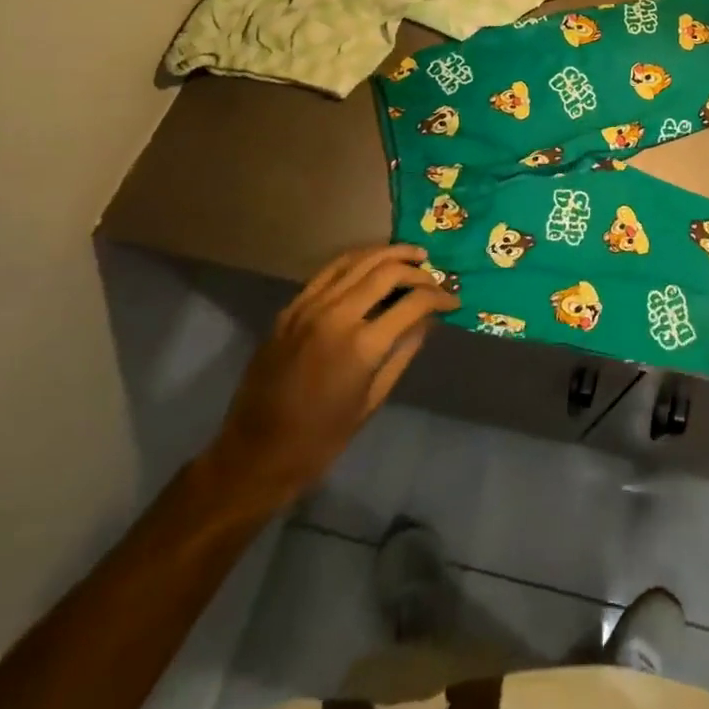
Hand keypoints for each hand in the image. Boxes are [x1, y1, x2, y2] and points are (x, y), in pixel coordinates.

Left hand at [200, 244, 457, 514]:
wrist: (255, 454)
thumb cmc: (321, 439)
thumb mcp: (372, 400)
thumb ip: (403, 352)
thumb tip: (428, 320)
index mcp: (362, 346)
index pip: (413, 302)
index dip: (440, 297)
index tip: (453, 301)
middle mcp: (336, 316)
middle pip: (388, 272)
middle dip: (418, 270)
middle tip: (435, 277)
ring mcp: (309, 308)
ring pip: (358, 261)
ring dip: (390, 254)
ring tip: (413, 255)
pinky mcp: (291, 308)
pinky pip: (329, 271)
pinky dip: (356, 260)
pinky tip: (372, 262)